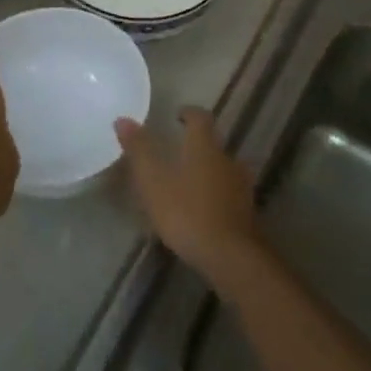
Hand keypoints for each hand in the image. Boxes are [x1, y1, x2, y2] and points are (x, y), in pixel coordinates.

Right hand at [115, 108, 260, 284]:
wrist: (231, 256)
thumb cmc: (187, 212)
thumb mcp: (153, 181)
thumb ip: (139, 150)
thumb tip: (123, 119)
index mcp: (205, 147)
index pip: (200, 118)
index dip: (189, 113)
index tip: (177, 115)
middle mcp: (227, 160)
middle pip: (213, 143)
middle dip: (197, 144)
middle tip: (178, 150)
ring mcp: (241, 187)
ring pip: (223, 168)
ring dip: (208, 169)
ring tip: (188, 181)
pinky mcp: (247, 212)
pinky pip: (229, 192)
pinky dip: (216, 193)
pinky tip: (203, 208)